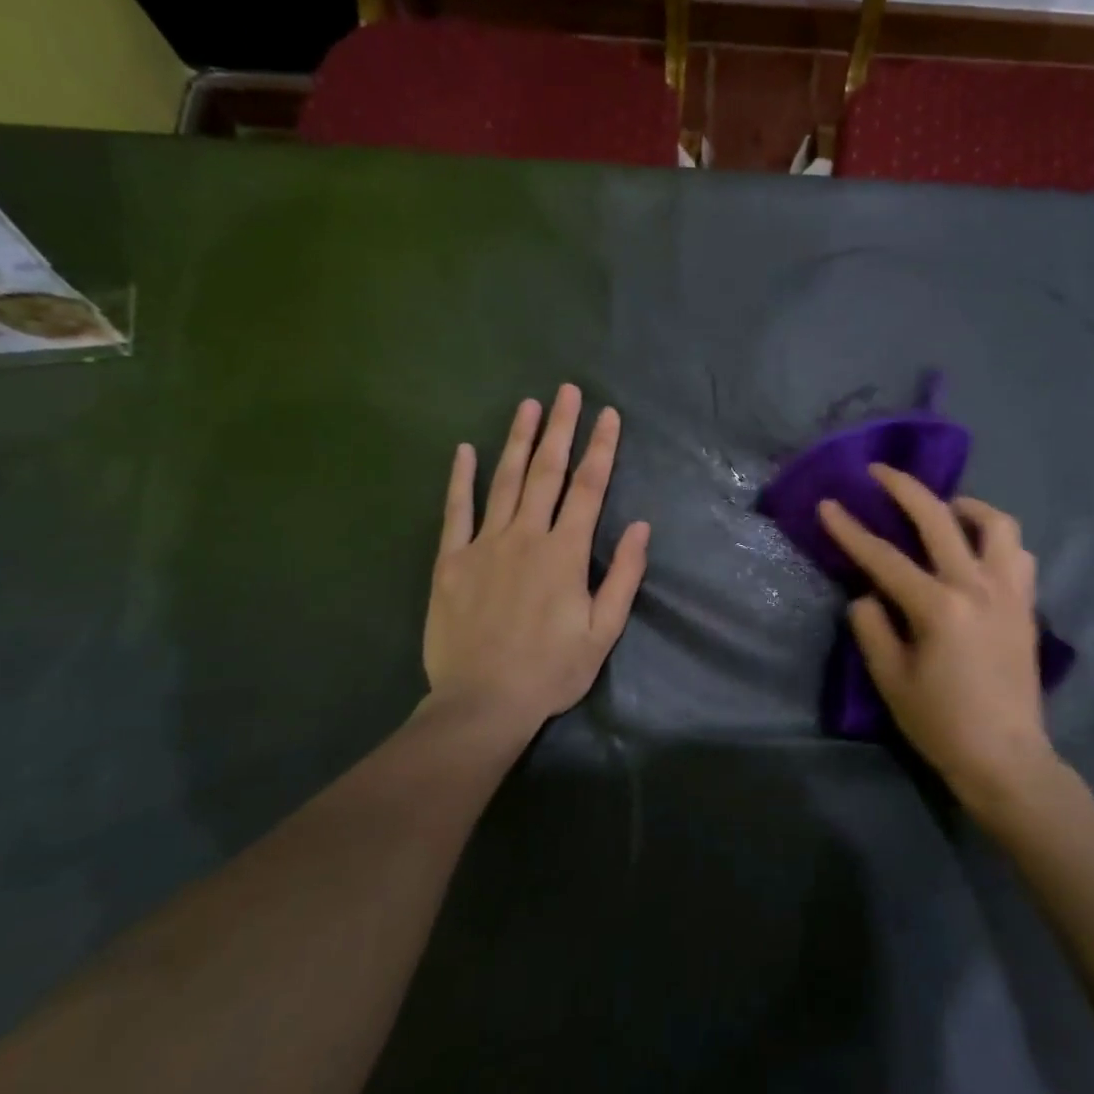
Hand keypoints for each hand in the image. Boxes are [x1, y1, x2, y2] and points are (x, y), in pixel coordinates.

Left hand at [423, 385, 649, 736]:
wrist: (482, 702)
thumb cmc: (551, 669)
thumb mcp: (603, 631)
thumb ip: (623, 576)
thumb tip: (642, 526)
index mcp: (565, 552)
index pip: (589, 488)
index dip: (601, 448)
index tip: (609, 414)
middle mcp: (526, 536)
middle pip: (547, 472)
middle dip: (560, 428)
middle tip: (567, 391)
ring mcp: (484, 545)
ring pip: (504, 481)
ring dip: (517, 440)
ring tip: (528, 406)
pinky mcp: (451, 561)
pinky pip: (456, 511)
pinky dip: (461, 479)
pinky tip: (465, 450)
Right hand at [819, 466, 1053, 806]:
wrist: (1006, 759)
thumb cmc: (942, 724)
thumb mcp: (891, 680)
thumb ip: (872, 628)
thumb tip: (868, 596)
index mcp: (938, 607)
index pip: (884, 557)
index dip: (850, 530)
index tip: (829, 504)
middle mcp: (977, 587)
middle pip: (940, 519)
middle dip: (905, 488)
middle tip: (881, 472)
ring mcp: (1009, 593)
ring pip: (997, 524)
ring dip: (966, 507)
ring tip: (945, 510)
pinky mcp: (1026, 606)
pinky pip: (1017, 554)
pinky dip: (996, 539)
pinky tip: (978, 551)